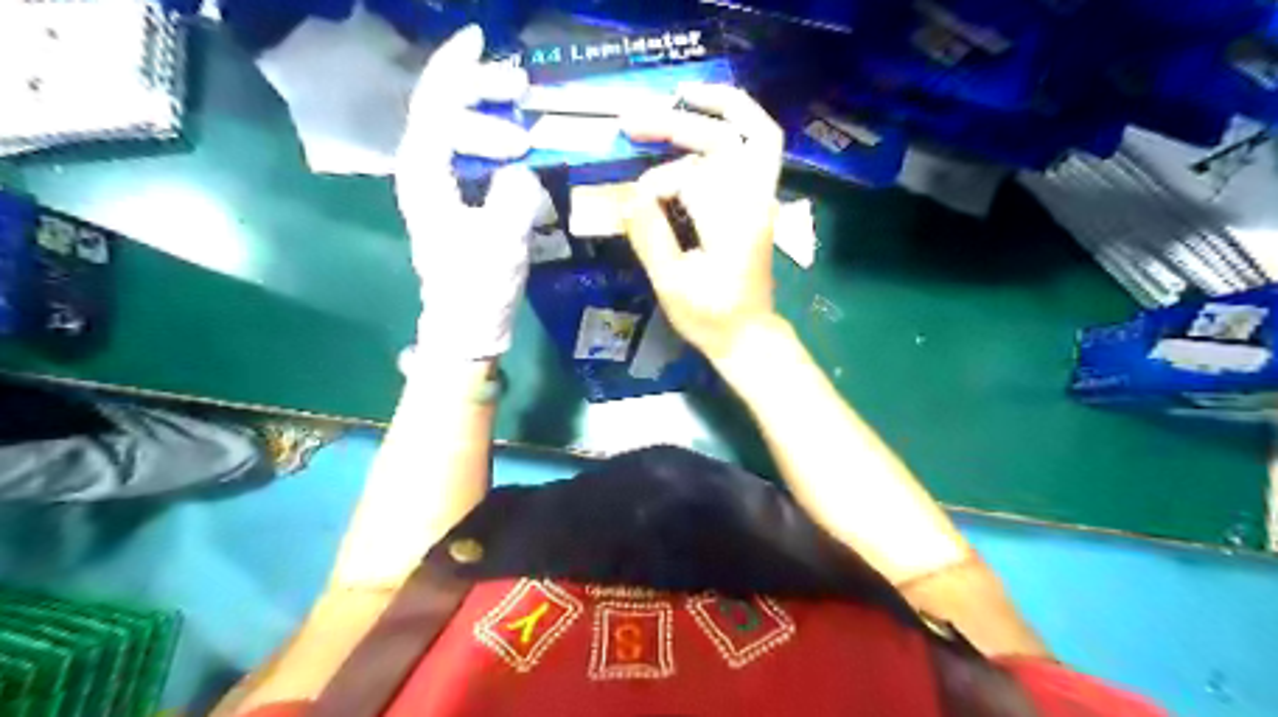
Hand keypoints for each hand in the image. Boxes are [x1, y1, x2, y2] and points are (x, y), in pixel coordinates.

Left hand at [396, 25, 542, 361]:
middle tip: (522, 87)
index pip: (435, 108)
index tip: (486, 50)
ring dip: (488, 113)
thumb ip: (514, 196)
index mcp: (425, 176)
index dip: (460, 75)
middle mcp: (424, 172)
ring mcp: (440, 186)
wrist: (466, 325)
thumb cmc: (477, 288)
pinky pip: (472, 153)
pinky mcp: (459, 200)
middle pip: (443, 110)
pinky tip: (516, 142)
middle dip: (480, 90)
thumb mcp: (501, 243)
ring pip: (457, 129)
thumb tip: (523, 170)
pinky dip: (492, 138)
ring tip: (522, 113)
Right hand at [622, 83, 788, 364]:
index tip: (632, 207)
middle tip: (633, 120)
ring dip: (713, 113)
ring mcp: (760, 200)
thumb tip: (628, 196)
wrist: (748, 335)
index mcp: (733, 223)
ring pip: (751, 136)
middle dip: (680, 122)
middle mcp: (754, 201)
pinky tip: (698, 130)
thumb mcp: (672, 284)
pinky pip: (750, 153)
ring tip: (676, 99)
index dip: (655, 185)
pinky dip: (726, 132)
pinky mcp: (756, 204)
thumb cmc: (711, 317)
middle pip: (729, 138)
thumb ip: (650, 236)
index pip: (692, 177)